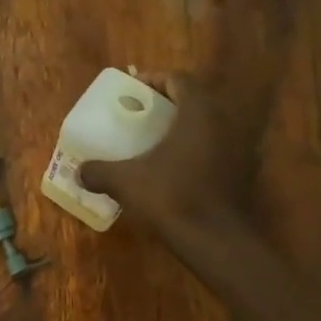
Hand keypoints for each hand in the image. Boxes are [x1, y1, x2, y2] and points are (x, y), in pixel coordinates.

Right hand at [78, 71, 261, 238]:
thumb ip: (99, 172)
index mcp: (197, 114)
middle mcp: (223, 124)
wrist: (216, 241)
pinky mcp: (242, 174)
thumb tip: (78, 171)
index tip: (135, 90)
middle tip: (142, 114)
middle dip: (168, 104)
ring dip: (183, 128)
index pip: (180, 80)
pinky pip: (216, 150)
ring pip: (208, 126)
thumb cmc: (172, 197)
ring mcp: (237, 150)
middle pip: (196, 101)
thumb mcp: (125, 182)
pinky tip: (173, 169)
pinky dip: (195, 151)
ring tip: (155, 141)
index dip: (157, 80)